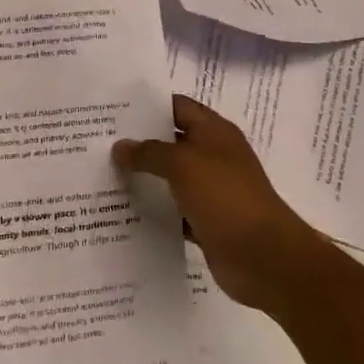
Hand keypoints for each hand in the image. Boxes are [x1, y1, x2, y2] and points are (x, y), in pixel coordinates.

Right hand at [112, 94, 326, 310]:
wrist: (264, 257)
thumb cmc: (226, 197)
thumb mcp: (184, 165)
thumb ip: (150, 152)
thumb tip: (120, 146)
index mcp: (215, 132)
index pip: (178, 107)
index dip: (148, 106)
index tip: (113, 110)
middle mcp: (214, 156)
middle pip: (171, 141)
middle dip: (140, 142)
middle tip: (99, 143)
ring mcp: (211, 190)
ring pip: (171, 177)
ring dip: (144, 178)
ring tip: (103, 175)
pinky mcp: (207, 220)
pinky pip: (174, 210)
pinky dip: (154, 210)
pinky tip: (123, 212)